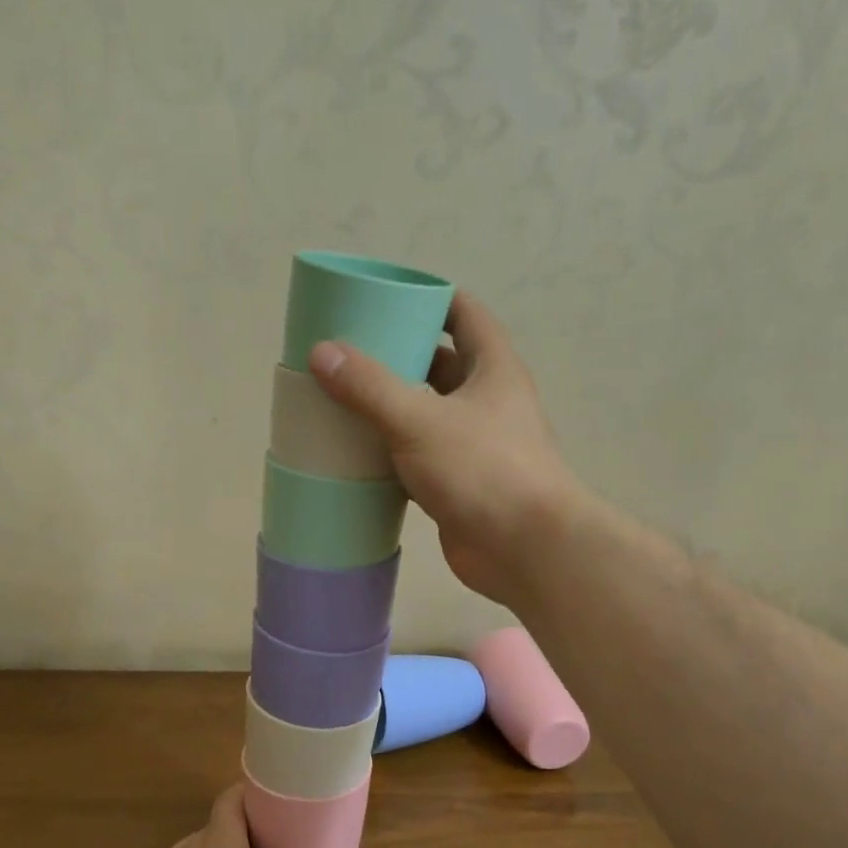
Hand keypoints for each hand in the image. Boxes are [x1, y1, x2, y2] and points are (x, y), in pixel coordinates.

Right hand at [310, 292, 584, 607]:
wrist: (525, 550)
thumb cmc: (483, 469)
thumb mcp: (420, 420)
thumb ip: (370, 387)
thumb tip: (322, 352)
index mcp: (493, 370)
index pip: (465, 316)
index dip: (431, 300)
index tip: (387, 298)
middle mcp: (488, 402)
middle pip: (442, 365)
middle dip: (400, 355)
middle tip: (350, 352)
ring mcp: (475, 445)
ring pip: (428, 413)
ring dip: (392, 406)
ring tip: (342, 397)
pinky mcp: (458, 484)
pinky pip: (419, 456)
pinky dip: (391, 451)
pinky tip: (356, 451)